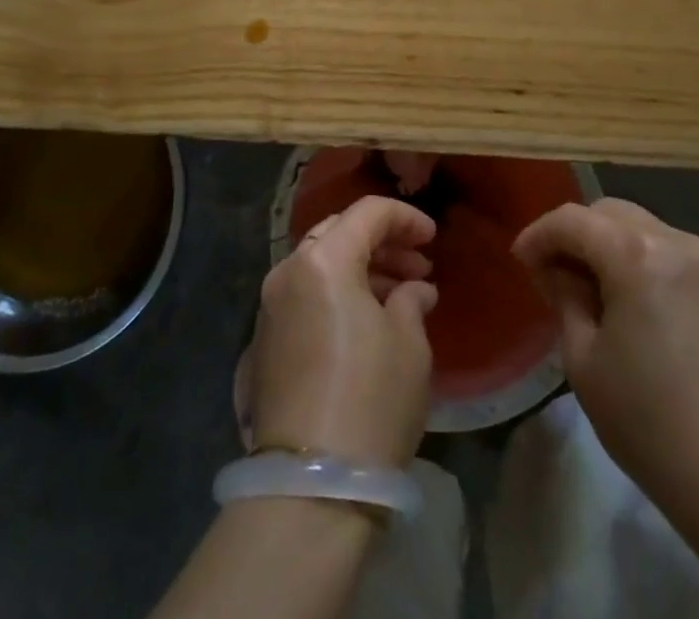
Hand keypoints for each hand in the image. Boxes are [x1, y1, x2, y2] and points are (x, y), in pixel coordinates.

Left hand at [249, 195, 437, 467]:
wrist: (309, 485)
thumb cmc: (371, 401)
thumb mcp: (409, 345)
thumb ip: (411, 301)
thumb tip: (414, 290)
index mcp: (324, 260)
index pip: (367, 213)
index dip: (405, 218)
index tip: (432, 238)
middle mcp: (288, 271)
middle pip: (338, 233)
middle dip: (381, 241)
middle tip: (418, 266)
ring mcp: (271, 306)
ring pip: (320, 264)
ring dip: (360, 269)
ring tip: (401, 296)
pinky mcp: (266, 340)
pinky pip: (306, 295)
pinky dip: (337, 294)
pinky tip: (368, 321)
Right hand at [511, 199, 698, 539]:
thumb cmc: (652, 424)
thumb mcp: (584, 361)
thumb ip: (565, 298)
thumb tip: (557, 271)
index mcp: (637, 255)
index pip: (573, 220)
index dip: (539, 235)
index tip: (520, 260)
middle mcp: (677, 242)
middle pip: (610, 213)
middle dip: (575, 234)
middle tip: (553, 272)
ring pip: (644, 229)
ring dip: (610, 246)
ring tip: (592, 289)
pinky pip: (673, 253)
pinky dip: (643, 261)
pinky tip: (634, 303)